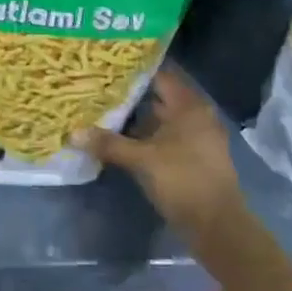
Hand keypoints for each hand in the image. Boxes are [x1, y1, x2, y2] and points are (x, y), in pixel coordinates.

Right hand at [75, 66, 245, 243]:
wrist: (217, 226)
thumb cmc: (183, 181)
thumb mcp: (142, 161)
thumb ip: (109, 144)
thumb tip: (73, 133)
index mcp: (189, 106)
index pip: (160, 74)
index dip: (135, 69)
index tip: (109, 64)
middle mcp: (196, 115)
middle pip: (160, 96)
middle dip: (132, 93)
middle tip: (101, 86)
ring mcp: (197, 137)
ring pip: (162, 118)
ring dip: (138, 117)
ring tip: (106, 110)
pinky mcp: (194, 156)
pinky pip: (167, 136)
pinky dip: (148, 135)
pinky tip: (123, 138)